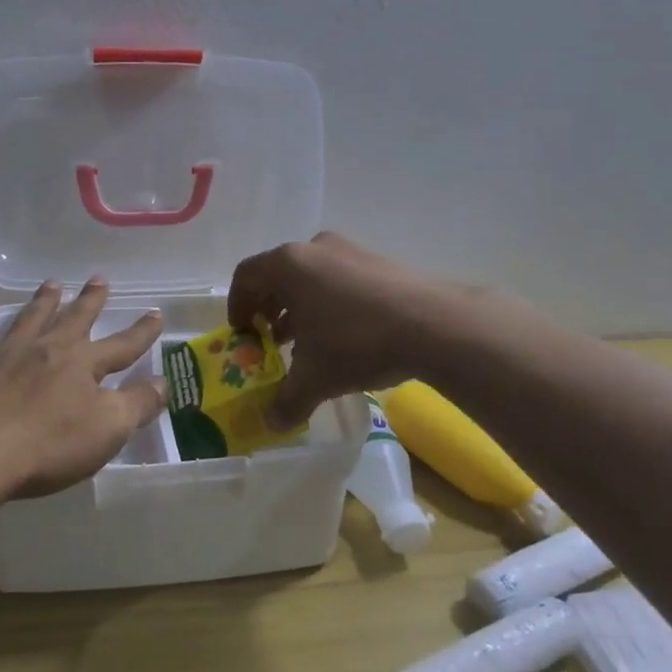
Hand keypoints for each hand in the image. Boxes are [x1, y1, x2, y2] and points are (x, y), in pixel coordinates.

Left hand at [0, 278, 165, 500]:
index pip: (122, 345)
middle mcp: (45, 349)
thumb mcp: (107, 430)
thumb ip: (138, 404)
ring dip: (43, 301)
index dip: (141, 332)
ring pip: (29, 319)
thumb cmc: (47, 445)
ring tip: (52, 284)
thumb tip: (164, 382)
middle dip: (90, 301)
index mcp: (82, 364)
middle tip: (99, 278)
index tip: (156, 313)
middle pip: (74, 319)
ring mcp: (4, 355)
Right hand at [228, 232, 450, 426]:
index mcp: (289, 264)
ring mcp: (351, 251)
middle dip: (269, 309)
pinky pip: (340, 279)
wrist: (434, 325)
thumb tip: (271, 424)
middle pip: (278, 274)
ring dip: (300, 308)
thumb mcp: (315, 379)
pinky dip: (329, 303)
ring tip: (306, 342)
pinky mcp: (379, 262)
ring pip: (311, 277)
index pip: (246, 276)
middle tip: (271, 340)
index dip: (237, 306)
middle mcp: (316, 248)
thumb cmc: (357, 342)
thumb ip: (286, 401)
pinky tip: (343, 336)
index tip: (242, 335)